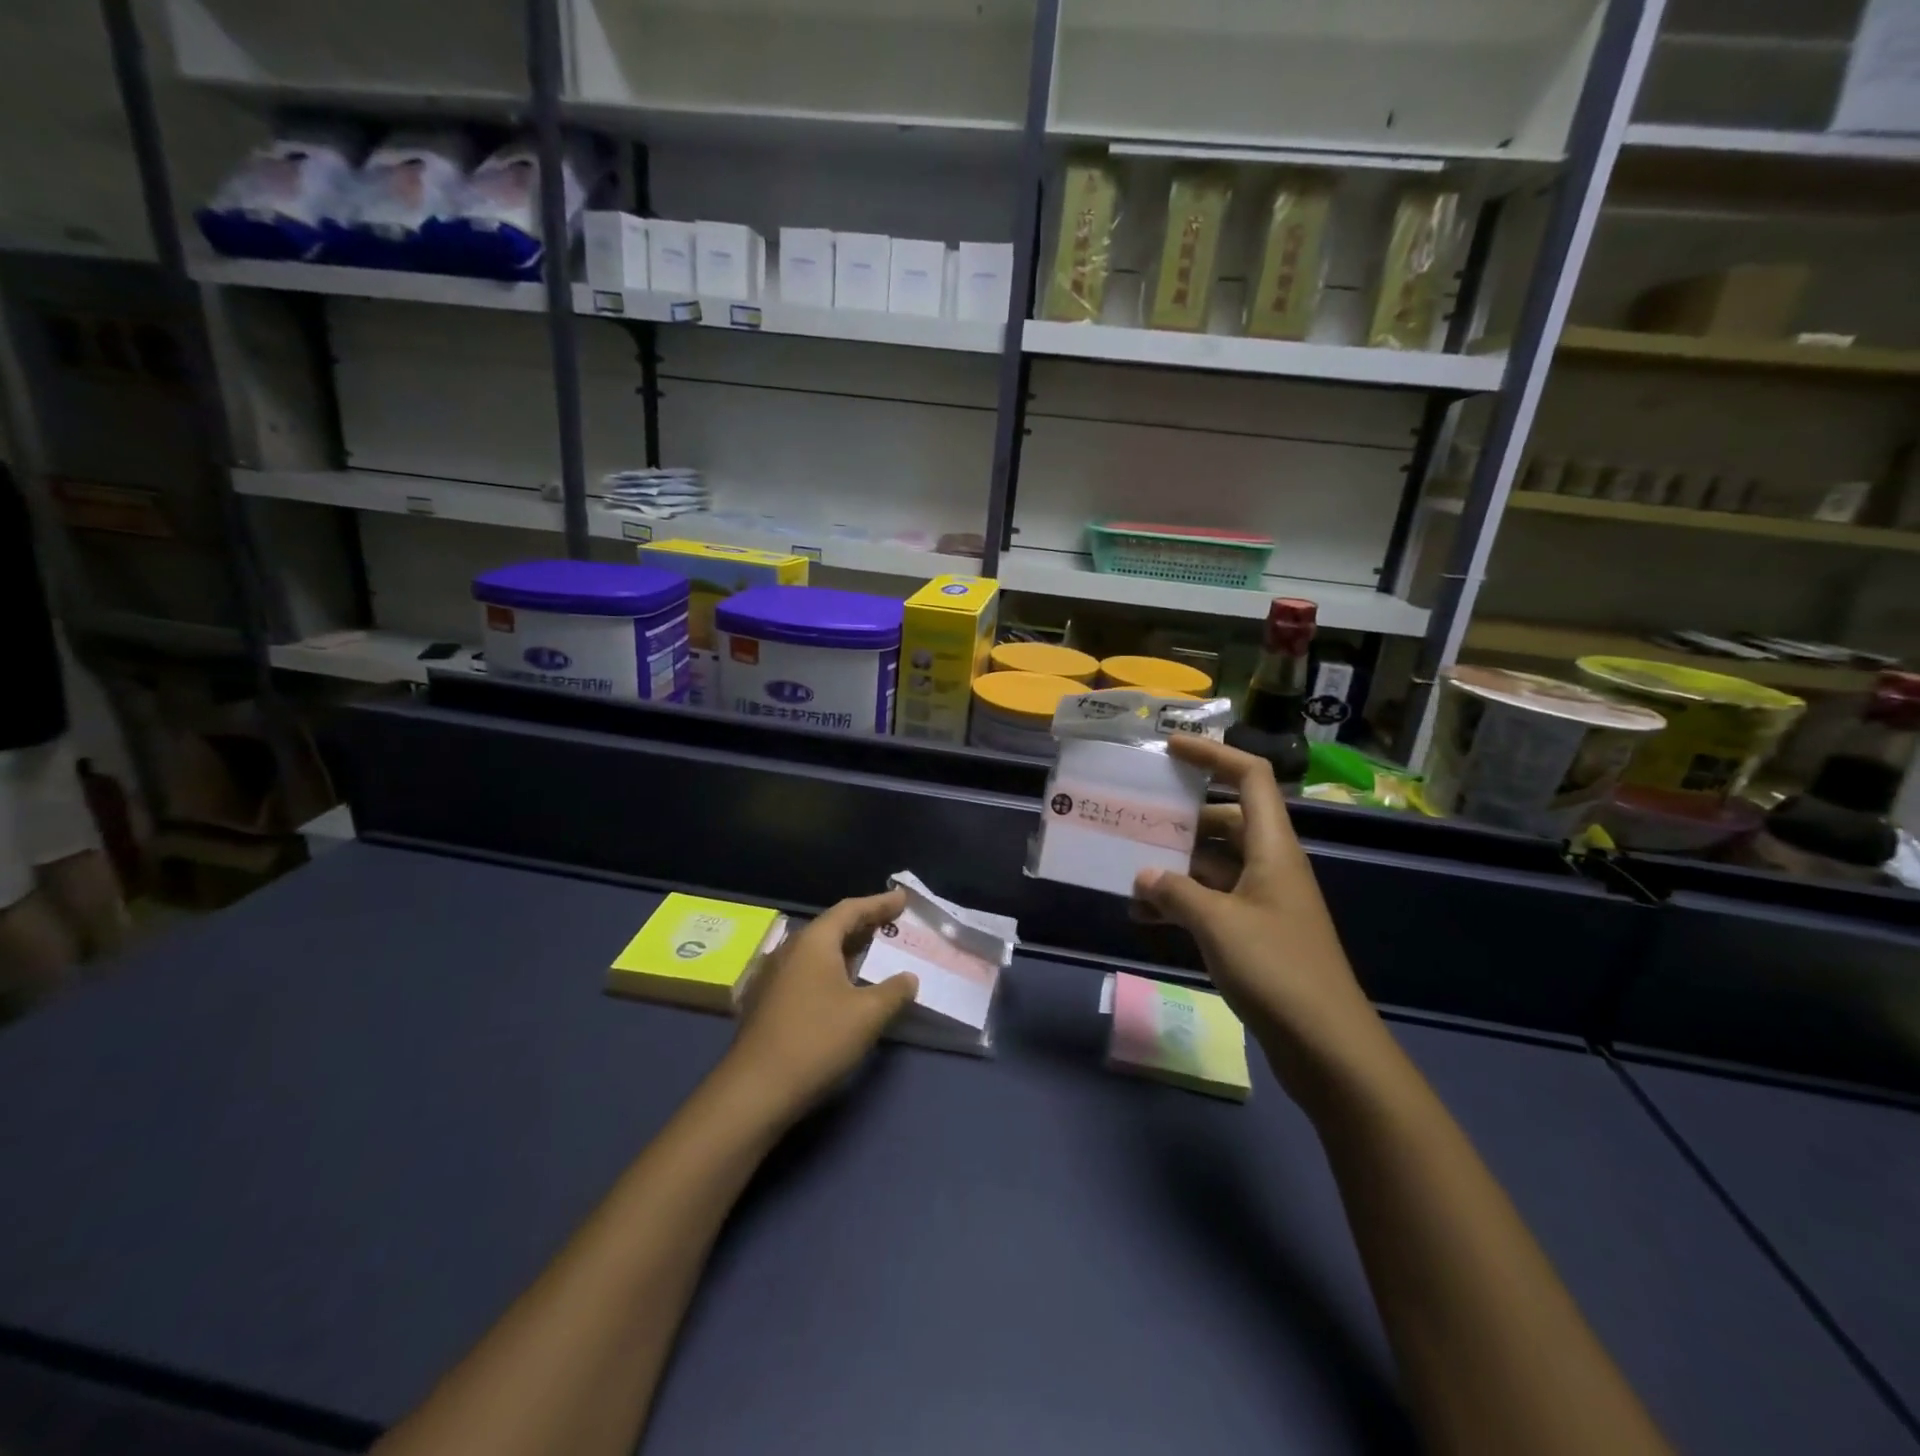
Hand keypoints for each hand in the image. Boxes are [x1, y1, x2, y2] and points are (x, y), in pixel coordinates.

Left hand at [725, 889, 917, 1122]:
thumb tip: (908, 978)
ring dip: (845, 950)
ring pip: (816, 952)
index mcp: (814, 942)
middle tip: (891, 924)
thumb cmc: (817, 1040)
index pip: (850, 910)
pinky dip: (829, 971)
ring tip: (870, 954)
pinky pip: (805, 972)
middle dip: (863, 925)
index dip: (879, 903)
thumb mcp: (867, 1015)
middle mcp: (789, 950)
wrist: (755, 1090)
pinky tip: (840, 989)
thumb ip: (894, 991)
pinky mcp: (765, 1001)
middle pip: (831, 927)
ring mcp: (772, 976)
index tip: (903, 898)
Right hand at [1131, 737, 1385, 1098]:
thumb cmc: (1276, 969)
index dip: (1213, 755)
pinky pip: (1211, 902)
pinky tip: (1143, 917)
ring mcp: (1263, 901)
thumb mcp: (1217, 923)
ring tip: (1127, 872)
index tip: (1171, 748)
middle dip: (1181, 819)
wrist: (1326, 1047)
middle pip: (1225, 821)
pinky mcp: (1255, 934)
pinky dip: (1180, 903)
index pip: (1250, 778)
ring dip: (1173, 867)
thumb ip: (1175, 891)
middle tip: (1135, 818)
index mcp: (1273, 848)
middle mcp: (1270, 866)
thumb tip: (1144, 875)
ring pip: (1213, 865)